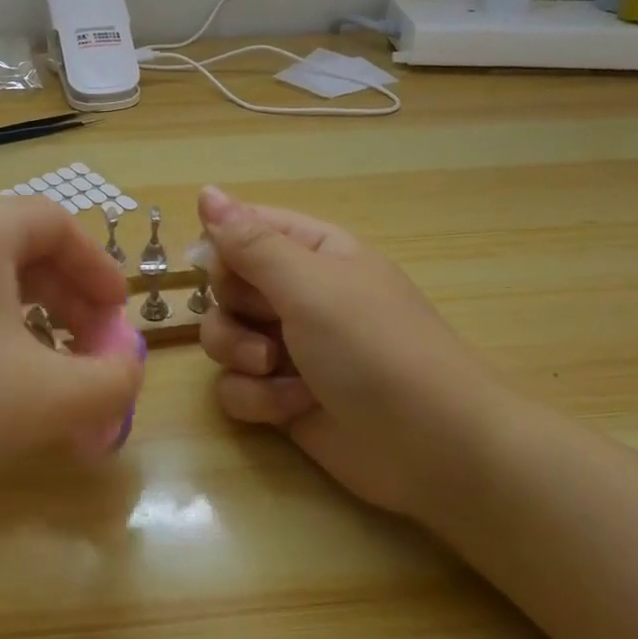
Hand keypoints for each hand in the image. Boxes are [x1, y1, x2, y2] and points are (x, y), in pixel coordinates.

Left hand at [0, 198, 145, 508]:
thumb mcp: (48, 395)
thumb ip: (111, 381)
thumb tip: (127, 371)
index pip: (56, 224)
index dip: (97, 268)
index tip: (117, 316)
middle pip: (22, 250)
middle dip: (68, 300)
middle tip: (88, 350)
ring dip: (29, 320)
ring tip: (45, 371)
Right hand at [195, 186, 512, 519]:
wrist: (431, 447)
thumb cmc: (373, 347)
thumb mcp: (309, 284)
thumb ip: (250, 242)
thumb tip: (206, 191)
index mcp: (313, 253)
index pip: (245, 229)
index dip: (223, 248)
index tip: (219, 268)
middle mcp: (297, 295)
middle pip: (225, 285)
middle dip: (234, 308)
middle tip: (267, 320)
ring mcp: (289, 348)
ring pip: (223, 337)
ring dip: (241, 355)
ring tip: (276, 370)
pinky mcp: (280, 397)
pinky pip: (236, 386)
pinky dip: (258, 398)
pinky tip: (294, 408)